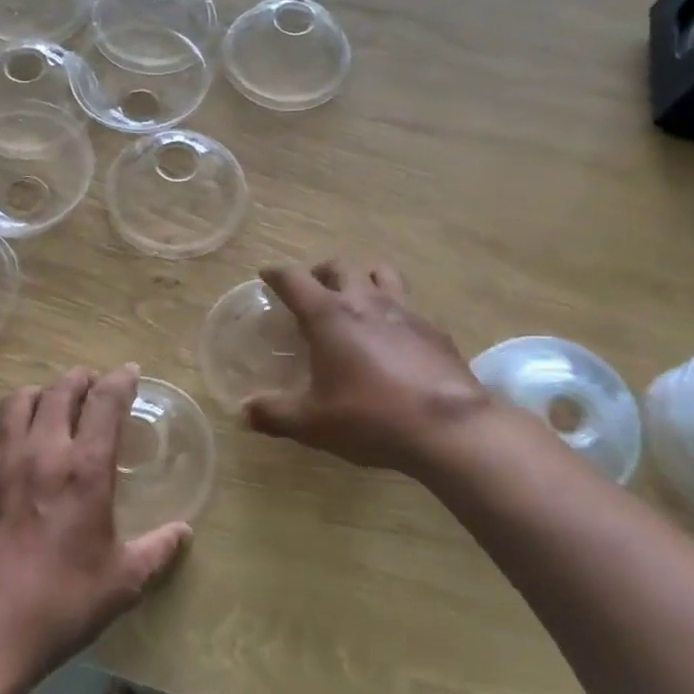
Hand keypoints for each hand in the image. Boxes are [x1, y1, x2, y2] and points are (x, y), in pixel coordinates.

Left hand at [0, 365, 190, 688]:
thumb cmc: (62, 603)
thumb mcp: (123, 581)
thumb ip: (157, 550)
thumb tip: (184, 532)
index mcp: (85, 468)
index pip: (105, 401)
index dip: (120, 380)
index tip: (129, 372)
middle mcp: (43, 451)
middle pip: (61, 389)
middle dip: (82, 379)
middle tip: (93, 386)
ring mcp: (2, 461)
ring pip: (19, 399)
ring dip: (42, 392)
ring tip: (53, 404)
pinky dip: (8, 418)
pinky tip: (16, 436)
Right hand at [245, 260, 496, 479]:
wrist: (448, 428)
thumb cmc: (370, 417)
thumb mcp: (312, 423)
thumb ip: (275, 414)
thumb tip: (245, 412)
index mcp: (329, 315)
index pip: (294, 279)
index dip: (276, 274)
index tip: (266, 275)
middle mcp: (366, 301)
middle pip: (341, 266)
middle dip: (321, 271)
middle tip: (313, 289)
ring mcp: (405, 311)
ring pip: (381, 273)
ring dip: (363, 277)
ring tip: (356, 298)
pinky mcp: (434, 329)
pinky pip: (409, 306)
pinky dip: (394, 310)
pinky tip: (395, 337)